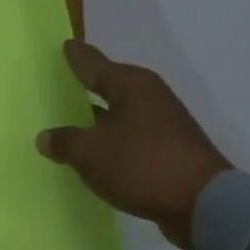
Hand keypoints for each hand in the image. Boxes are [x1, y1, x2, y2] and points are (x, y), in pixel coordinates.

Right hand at [36, 40, 230, 249]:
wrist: (203, 204)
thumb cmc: (141, 164)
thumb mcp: (90, 153)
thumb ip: (65, 142)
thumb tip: (46, 137)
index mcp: (130, 85)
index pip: (93, 63)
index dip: (76, 57)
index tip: (64, 45)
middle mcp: (148, 96)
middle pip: (109, 86)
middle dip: (86, 87)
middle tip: (59, 85)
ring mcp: (163, 123)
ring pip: (120, 114)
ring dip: (98, 119)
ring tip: (71, 123)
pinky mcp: (169, 149)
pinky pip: (130, 138)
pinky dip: (112, 142)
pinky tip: (96, 153)